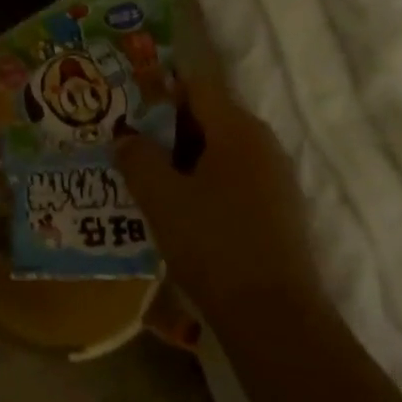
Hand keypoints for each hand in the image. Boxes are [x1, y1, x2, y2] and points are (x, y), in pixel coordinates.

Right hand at [114, 78, 322, 329]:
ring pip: (218, 150)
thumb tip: (126, 138)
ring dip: (180, 156)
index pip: (197, 85)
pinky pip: (231, 178)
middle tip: (125, 139)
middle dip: (165, 125)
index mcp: (238, 130)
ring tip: (142, 173)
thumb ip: (137, 157)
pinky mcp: (276, 211)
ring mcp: (275, 179)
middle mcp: (263, 145)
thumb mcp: (159, 196)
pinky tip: (174, 205)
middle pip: (208, 116)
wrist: (273, 317)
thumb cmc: (212, 243)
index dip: (160, 86)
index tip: (126, 100)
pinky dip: (200, 180)